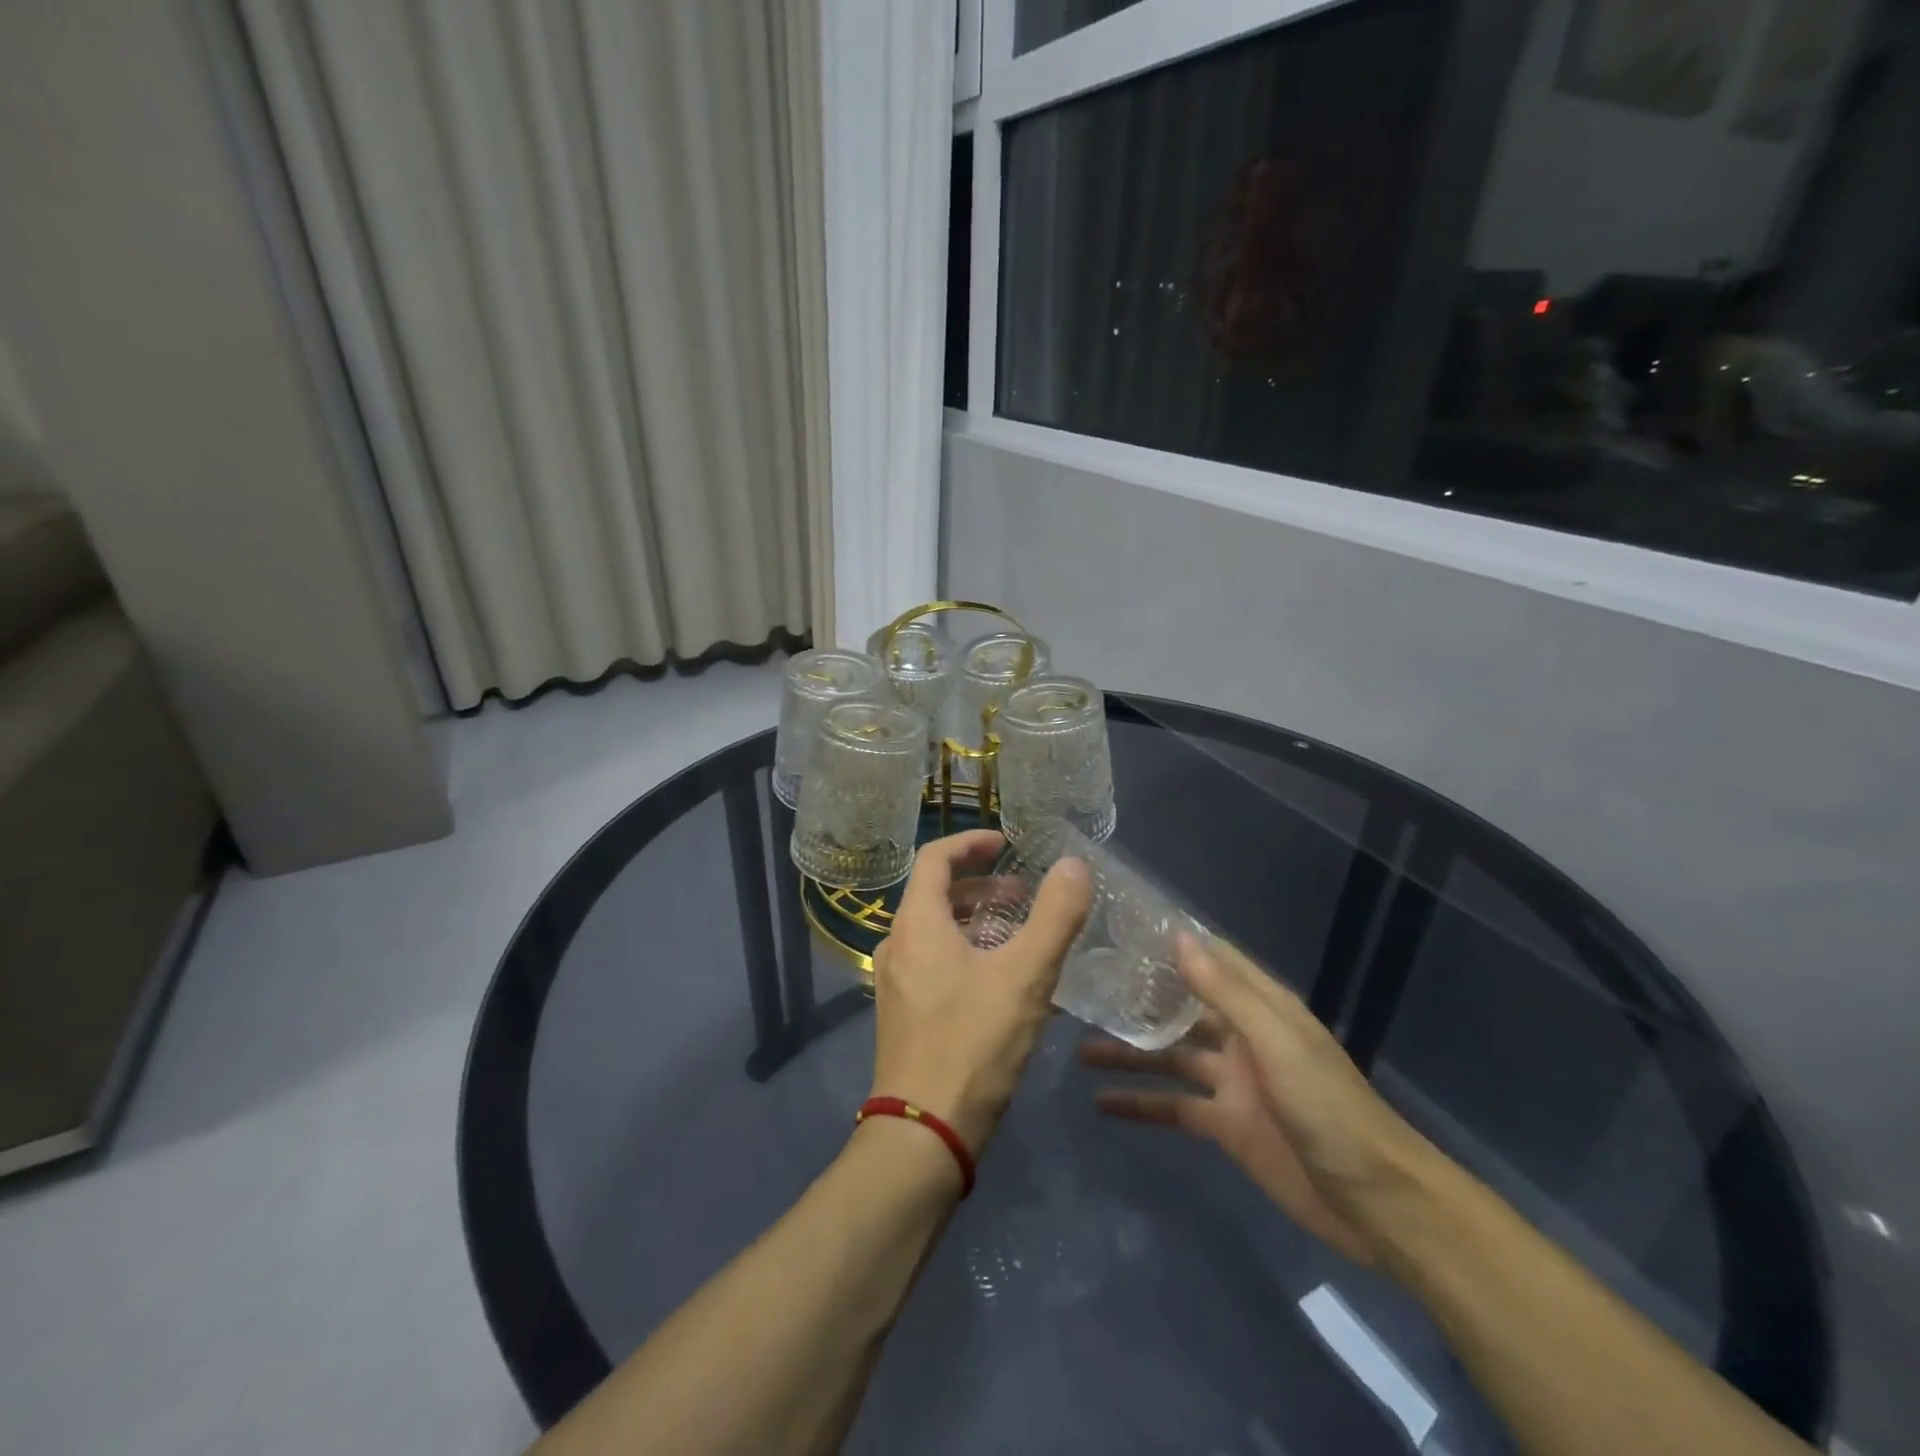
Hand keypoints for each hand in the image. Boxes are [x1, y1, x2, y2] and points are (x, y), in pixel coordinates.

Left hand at [869, 830, 1090, 1155]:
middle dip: (981, 887)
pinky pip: (934, 963)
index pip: (934, 858)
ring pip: (935, 932)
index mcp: (917, 923)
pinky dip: (966, 953)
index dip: (970, 843)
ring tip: (1019, 936)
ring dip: (976, 922)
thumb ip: (1055, 916)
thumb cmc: (974, 1042)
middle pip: (935, 894)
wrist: (925, 1132)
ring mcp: (896, 982)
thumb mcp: (1026, 975)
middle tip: (1023, 895)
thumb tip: (1074, 865)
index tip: (1005, 844)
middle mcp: (897, 944)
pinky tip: (1002, 983)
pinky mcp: (903, 1015)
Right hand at [1080, 936, 1436, 1265]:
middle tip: (1083, 986)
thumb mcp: (1276, 1042)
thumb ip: (1225, 992)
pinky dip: (1140, 1104)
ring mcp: (1232, 1081)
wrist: (1375, 1204)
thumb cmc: (1329, 1108)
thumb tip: (1178, 936)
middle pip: (1180, 1007)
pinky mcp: (1225, 1126)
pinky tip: (1101, 1104)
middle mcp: (1241, 1035)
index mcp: (1260, 1006)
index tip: (1119, 927)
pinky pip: (1173, 1106)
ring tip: (1077, 1046)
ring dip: (1128, 1052)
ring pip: (1169, 1056)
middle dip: (1137, 997)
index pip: (1209, 959)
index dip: (1169, 942)